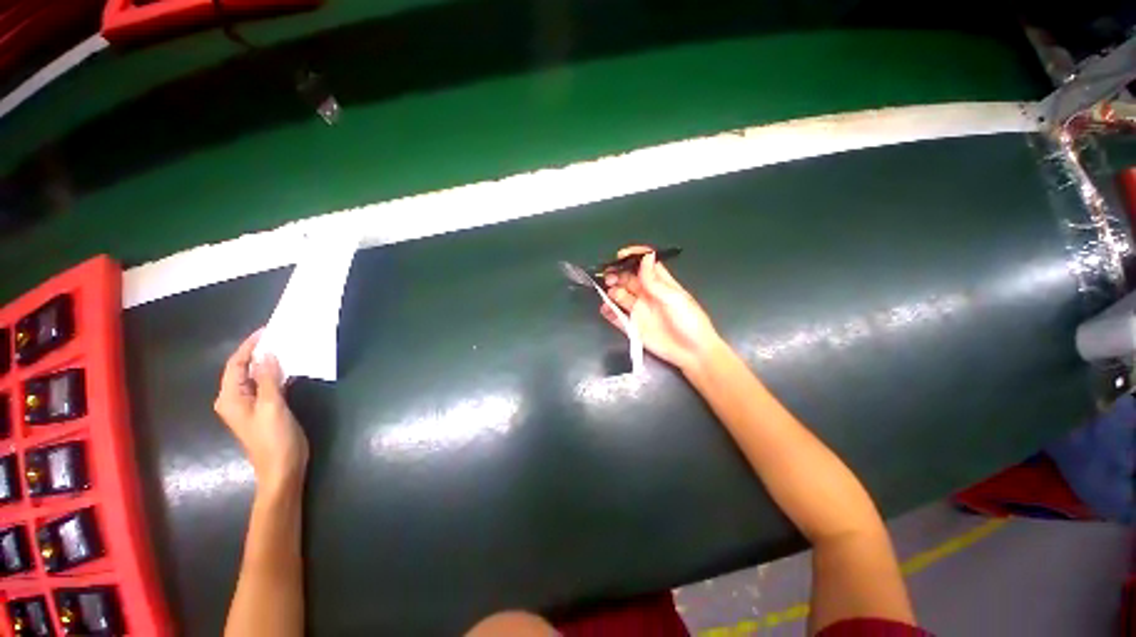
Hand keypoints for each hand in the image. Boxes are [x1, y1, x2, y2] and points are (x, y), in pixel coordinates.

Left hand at [214, 329, 308, 489]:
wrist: (282, 467)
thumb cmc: (273, 438)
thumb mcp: (271, 406)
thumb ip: (268, 379)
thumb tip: (268, 353)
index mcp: (230, 397)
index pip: (236, 365)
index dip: (249, 346)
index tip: (267, 331)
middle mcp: (236, 399)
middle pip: (243, 369)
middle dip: (258, 352)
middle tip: (279, 336)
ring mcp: (250, 404)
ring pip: (256, 376)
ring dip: (269, 362)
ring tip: (286, 347)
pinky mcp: (265, 408)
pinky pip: (266, 385)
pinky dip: (276, 374)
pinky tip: (289, 368)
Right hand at [601, 246, 724, 371]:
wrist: (692, 353)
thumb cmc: (689, 321)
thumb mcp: (674, 298)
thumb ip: (655, 281)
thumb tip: (646, 257)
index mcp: (660, 284)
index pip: (645, 264)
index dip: (633, 257)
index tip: (620, 256)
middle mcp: (647, 294)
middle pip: (628, 279)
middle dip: (617, 274)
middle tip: (610, 278)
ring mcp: (639, 310)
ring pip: (620, 295)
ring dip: (612, 291)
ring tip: (610, 294)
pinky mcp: (633, 326)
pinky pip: (617, 317)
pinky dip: (609, 312)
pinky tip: (605, 310)